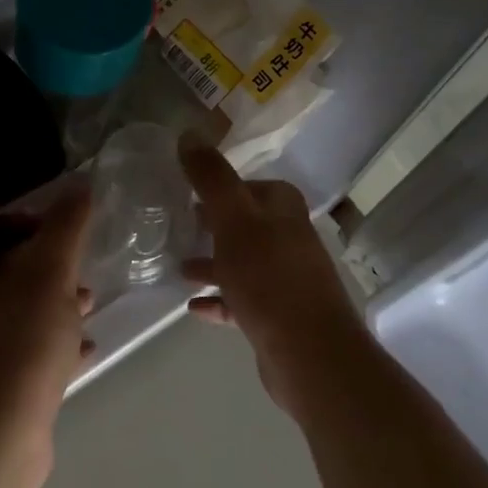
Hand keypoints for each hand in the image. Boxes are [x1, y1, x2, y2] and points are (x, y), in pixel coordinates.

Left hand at [0, 187, 94, 487]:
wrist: (0, 430)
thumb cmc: (28, 340)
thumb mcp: (51, 272)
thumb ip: (65, 227)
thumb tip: (80, 182)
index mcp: (1, 276)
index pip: (17, 236)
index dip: (43, 223)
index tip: (79, 219)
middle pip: (30, 276)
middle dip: (59, 266)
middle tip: (92, 261)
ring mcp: (7, 349)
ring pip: (40, 316)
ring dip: (65, 306)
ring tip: (95, 303)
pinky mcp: (22, 386)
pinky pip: (49, 355)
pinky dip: (68, 346)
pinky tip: (89, 349)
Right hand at [178, 136, 366, 411]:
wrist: (309, 354)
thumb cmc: (269, 277)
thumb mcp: (233, 218)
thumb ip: (211, 177)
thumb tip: (189, 133)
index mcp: (283, 211)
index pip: (251, 186)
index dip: (222, 186)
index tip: (188, 190)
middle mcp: (289, 240)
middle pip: (246, 224)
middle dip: (214, 223)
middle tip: (178, 224)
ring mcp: (285, 280)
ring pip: (243, 263)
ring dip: (213, 262)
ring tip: (178, 267)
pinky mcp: (278, 317)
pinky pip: (242, 301)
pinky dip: (219, 299)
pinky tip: (192, 307)